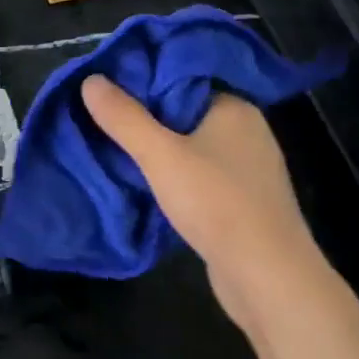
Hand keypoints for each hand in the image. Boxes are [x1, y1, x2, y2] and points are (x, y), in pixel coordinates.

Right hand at [80, 75, 312, 317]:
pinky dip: (175, 176)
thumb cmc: (216, 203)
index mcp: (233, 107)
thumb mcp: (160, 155)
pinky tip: (148, 183)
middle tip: (103, 118)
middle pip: (184, 112)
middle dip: (146, 118)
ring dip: (159, 150)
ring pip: (191, 146)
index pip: (181, 79)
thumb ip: (124, 117)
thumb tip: (90, 79)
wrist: (268, 279)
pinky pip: (201, 175)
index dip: (143, 82)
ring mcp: (248, 169)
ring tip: (116, 149)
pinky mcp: (244, 202)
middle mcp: (246, 131)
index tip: (106, 88)